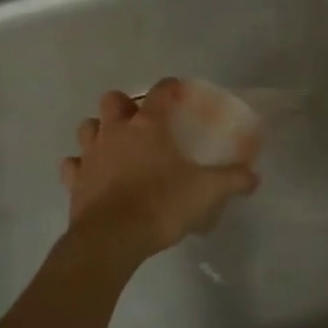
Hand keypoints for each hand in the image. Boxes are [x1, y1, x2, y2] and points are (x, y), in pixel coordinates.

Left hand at [62, 79, 258, 263]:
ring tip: (115, 145)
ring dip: (99, 131)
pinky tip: (91, 175)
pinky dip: (80, 166)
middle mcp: (116, 131)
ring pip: (88, 127)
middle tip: (141, 122)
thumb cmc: (160, 205)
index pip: (160, 91)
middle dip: (124, 105)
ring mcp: (91, 154)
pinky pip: (72, 164)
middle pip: (113, 100)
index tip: (179, 93)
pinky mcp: (74, 181)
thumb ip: (232, 180)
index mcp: (148, 126)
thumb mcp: (206, 192)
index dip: (171, 87)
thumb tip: (254, 177)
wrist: (110, 240)